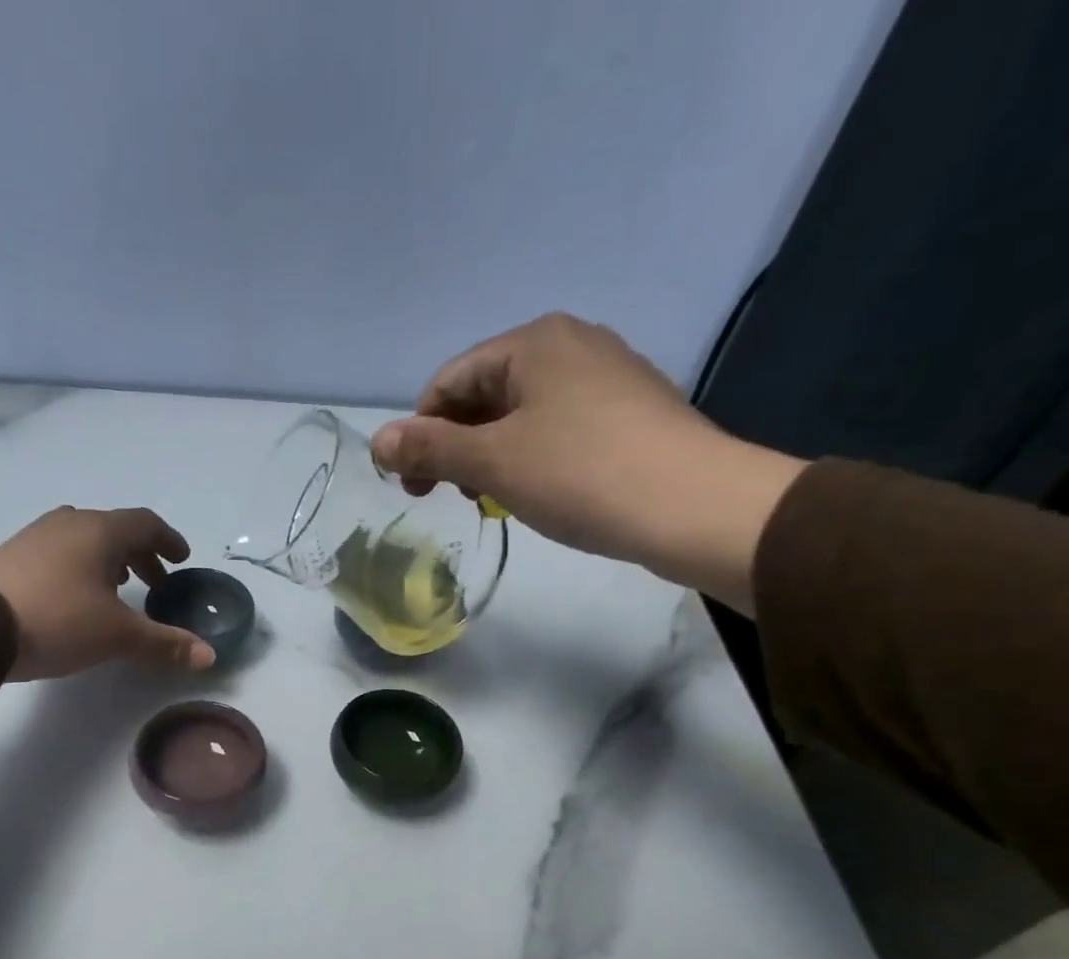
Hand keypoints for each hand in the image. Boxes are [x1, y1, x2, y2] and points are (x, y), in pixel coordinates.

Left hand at [0, 507, 214, 680]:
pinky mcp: (12, 555)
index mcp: (101, 531)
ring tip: (117, 588)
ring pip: (84, 538)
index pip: (146, 523)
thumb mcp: (118, 636)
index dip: (168, 541)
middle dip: (140, 554)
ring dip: (108, 559)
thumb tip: (210, 656)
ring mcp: (36, 535)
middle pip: (115, 529)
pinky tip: (75, 595)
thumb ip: (166, 644)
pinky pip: (58, 551)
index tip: (181, 559)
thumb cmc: (59, 621)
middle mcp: (69, 523)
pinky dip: (79, 565)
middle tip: (155, 583)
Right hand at [369, 312, 807, 613]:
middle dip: (456, 446)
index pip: (449, 380)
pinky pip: (559, 427)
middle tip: (451, 497)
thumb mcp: (492, 462)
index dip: (420, 433)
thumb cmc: (581, 474)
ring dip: (491, 455)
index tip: (415, 489)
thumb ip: (429, 449)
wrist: (693, 506)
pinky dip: (532, 457)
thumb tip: (375, 441)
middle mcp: (571, 344)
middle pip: (485, 393)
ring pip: (522, 413)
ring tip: (494, 499)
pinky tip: (540, 492)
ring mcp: (607, 376)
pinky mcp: (630, 411)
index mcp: (533, 342)